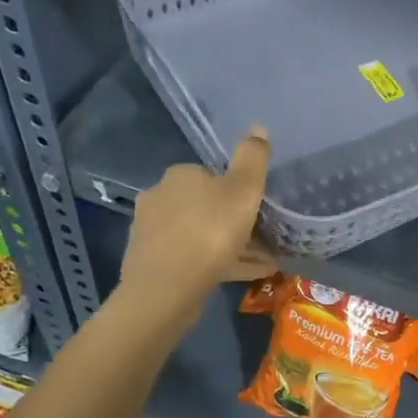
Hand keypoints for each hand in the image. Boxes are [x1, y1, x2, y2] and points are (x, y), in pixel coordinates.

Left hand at [120, 127, 276, 324]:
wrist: (166, 290)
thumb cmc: (210, 232)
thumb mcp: (243, 190)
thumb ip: (253, 158)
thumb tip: (258, 127)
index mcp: (180, 175)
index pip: (212, 175)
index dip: (238, 191)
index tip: (259, 210)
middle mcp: (159, 197)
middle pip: (206, 205)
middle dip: (234, 220)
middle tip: (265, 238)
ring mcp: (152, 233)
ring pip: (201, 234)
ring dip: (230, 244)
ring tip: (264, 262)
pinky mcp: (153, 264)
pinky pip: (194, 259)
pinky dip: (219, 263)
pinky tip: (245, 276)